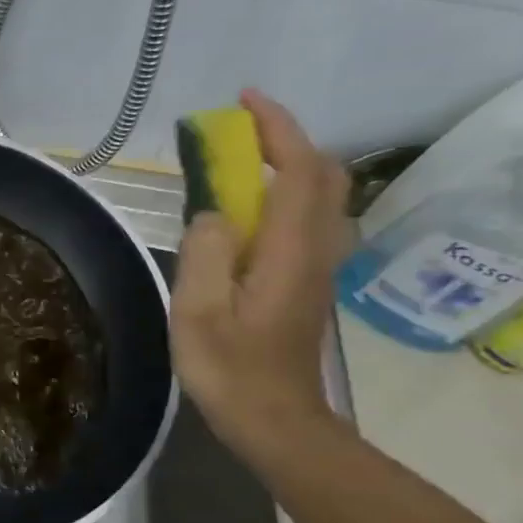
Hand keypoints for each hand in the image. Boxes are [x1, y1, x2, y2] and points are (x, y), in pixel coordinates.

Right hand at [170, 90, 351, 464]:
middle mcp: (316, 249)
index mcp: (290, 251)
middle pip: (322, 174)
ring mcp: (318, 266)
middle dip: (286, 140)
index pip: (300, 169)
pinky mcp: (308, 281)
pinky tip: (245, 212)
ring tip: (236, 166)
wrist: (275, 420)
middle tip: (238, 133)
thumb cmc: (231, 371)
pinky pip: (305, 219)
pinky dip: (282, 194)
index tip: (243, 102)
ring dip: (286, 165)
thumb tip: (212, 213)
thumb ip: (205, 254)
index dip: (277, 128)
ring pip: (319, 196)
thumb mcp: (199, 314)